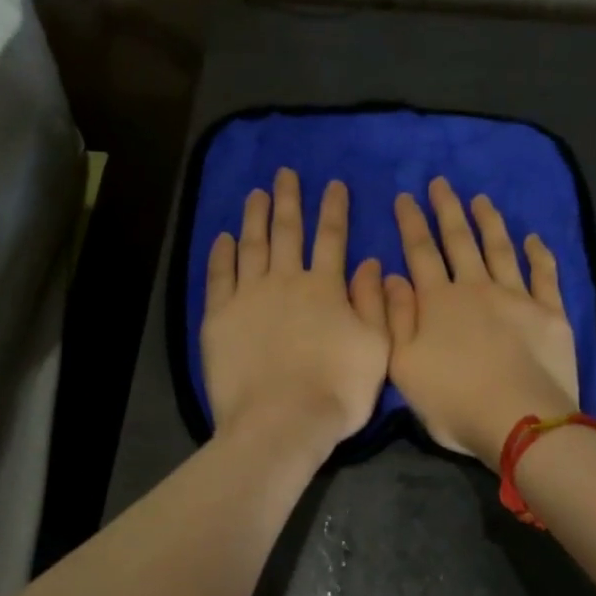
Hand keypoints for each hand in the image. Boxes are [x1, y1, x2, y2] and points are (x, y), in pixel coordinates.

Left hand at [201, 169, 389, 459]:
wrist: (281, 422)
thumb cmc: (337, 390)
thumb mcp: (376, 348)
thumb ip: (374, 303)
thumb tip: (370, 263)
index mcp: (326, 288)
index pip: (332, 238)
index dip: (334, 209)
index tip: (333, 184)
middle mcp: (286, 282)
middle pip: (287, 232)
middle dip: (289, 200)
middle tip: (285, 173)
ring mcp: (249, 297)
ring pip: (252, 246)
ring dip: (255, 216)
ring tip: (256, 193)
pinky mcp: (219, 318)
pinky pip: (219, 277)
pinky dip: (222, 254)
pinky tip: (224, 238)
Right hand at [384, 178, 578, 463]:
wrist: (519, 420)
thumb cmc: (453, 400)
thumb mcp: (403, 365)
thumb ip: (395, 318)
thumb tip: (391, 276)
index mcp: (438, 302)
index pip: (420, 253)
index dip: (410, 224)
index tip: (405, 197)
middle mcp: (476, 288)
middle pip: (459, 241)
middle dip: (447, 209)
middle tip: (440, 183)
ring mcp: (517, 297)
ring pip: (500, 248)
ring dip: (489, 222)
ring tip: (480, 199)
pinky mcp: (550, 312)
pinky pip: (544, 274)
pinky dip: (538, 253)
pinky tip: (533, 238)